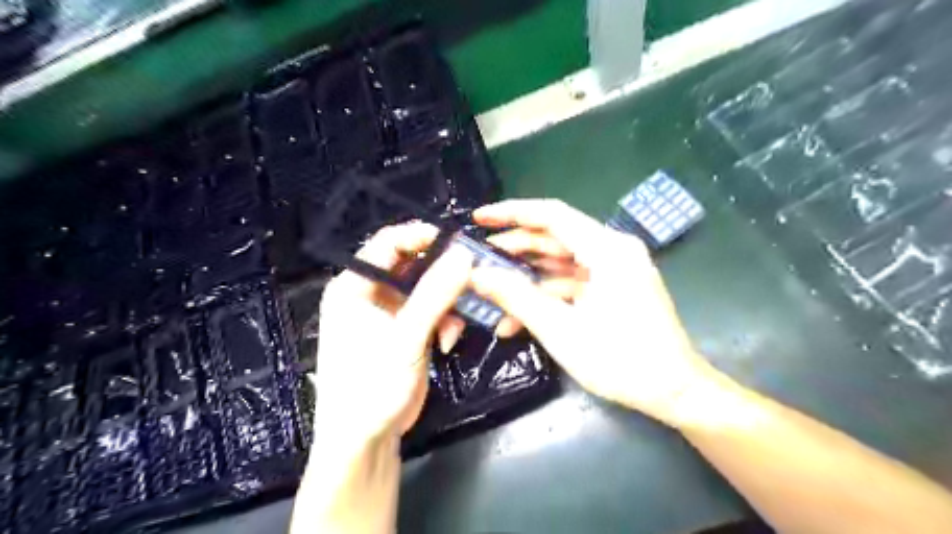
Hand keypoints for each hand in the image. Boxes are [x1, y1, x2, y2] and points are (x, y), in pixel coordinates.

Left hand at [316, 223, 473, 448]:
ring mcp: (389, 313)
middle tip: (472, 276)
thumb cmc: (372, 384)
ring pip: (427, 289)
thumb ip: (435, 294)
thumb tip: (463, 255)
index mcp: (354, 285)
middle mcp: (370, 293)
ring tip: (456, 323)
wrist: (366, 439)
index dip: (422, 236)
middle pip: (412, 265)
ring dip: (447, 302)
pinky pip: (431, 311)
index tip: (458, 241)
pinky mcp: (405, 330)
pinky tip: (448, 342)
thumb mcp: (406, 337)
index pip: (388, 244)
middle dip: (442, 273)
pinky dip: (444, 322)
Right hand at [471, 199, 720, 427]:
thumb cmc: (622, 361)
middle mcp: (613, 250)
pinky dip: (546, 296)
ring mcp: (615, 270)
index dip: (511, 212)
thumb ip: (516, 297)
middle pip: (554, 238)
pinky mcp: (614, 289)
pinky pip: (573, 283)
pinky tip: (517, 317)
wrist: (676, 392)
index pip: (551, 215)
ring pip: (560, 263)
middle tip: (478, 259)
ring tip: (489, 290)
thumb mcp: (561, 329)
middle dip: (514, 249)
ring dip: (527, 278)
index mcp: (607, 249)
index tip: (479, 218)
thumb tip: (476, 275)